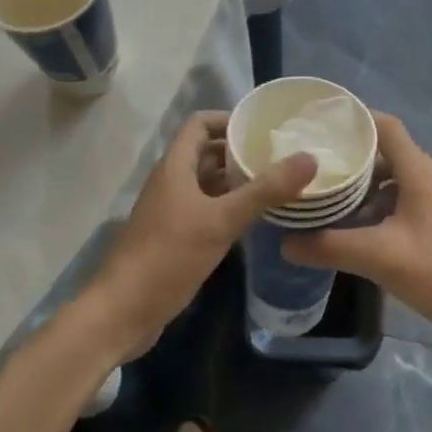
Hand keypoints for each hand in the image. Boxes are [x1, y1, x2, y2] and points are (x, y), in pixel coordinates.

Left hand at [90, 111, 316, 357]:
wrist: (122, 312)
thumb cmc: (169, 256)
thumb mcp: (221, 220)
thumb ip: (265, 190)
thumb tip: (309, 158)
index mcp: (175, 167)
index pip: (200, 124)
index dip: (229, 119)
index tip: (263, 127)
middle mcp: (171, 182)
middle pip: (206, 153)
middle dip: (240, 151)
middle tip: (280, 156)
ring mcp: (171, 211)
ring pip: (207, 183)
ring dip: (236, 181)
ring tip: (277, 184)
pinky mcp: (174, 237)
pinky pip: (206, 209)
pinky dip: (229, 207)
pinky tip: (256, 219)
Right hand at [282, 112, 431, 345]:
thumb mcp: (380, 257)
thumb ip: (331, 247)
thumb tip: (285, 242)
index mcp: (417, 172)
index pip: (386, 126)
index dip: (356, 118)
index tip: (321, 122)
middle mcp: (427, 180)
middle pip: (385, 153)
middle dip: (350, 156)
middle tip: (313, 163)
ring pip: (391, 182)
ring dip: (361, 186)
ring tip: (326, 196)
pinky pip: (399, 204)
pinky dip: (375, 209)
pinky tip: (354, 230)